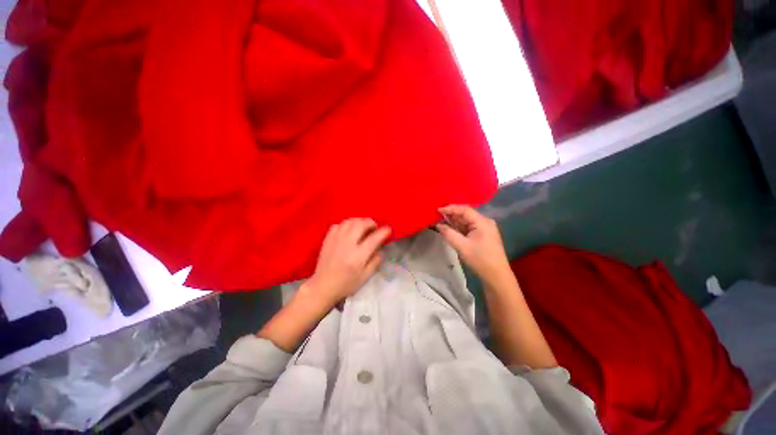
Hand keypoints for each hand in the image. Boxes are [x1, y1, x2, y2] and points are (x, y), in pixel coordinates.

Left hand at [304, 218, 390, 307]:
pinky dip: (346, 225)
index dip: (384, 231)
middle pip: (361, 224)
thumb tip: (380, 246)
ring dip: (359, 222)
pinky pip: (339, 224)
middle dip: (371, 223)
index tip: (388, 230)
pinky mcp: (328, 239)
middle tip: (374, 228)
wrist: (323, 286)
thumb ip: (376, 260)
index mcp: (359, 255)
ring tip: (362, 228)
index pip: (375, 238)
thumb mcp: (366, 276)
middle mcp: (348, 244)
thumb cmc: (347, 283)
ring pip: (350, 221)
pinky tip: (349, 231)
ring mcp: (336, 239)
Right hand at [437, 205, 510, 284]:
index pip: (464, 209)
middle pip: (465, 214)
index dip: (450, 208)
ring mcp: (484, 228)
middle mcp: (484, 222)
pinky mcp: (482, 235)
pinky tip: (449, 227)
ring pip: (466, 221)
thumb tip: (438, 225)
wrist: (496, 275)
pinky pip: (468, 227)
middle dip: (451, 214)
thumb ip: (449, 233)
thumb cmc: (480, 259)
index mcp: (482, 222)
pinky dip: (458, 227)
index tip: (438, 210)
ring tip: (440, 220)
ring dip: (454, 221)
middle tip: (437, 215)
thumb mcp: (462, 246)